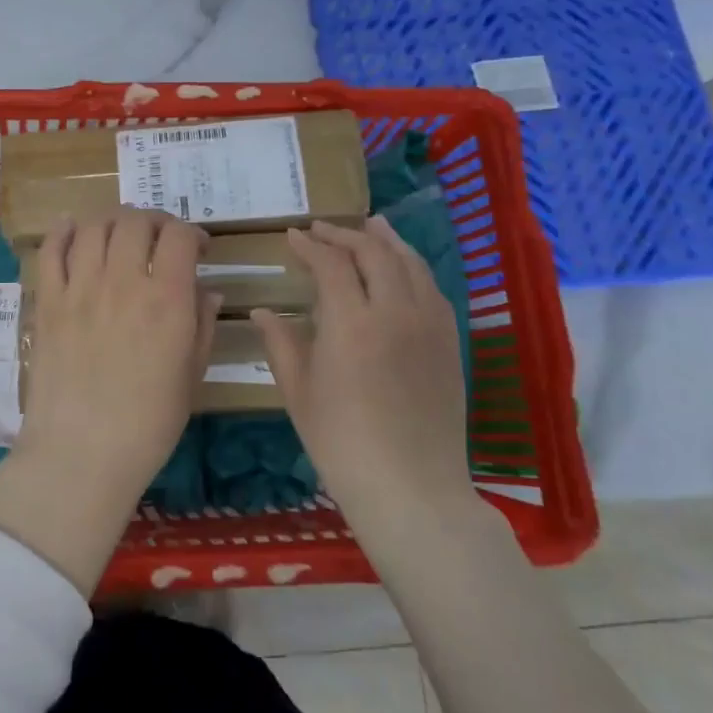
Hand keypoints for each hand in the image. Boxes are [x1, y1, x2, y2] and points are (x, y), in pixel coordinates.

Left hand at [0, 209, 218, 592]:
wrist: (81, 453)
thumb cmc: (148, 424)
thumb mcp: (191, 376)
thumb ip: (202, 325)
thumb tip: (208, 291)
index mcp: (166, 300)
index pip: (180, 236)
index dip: (192, 233)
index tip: (197, 248)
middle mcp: (122, 281)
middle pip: (136, 221)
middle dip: (154, 221)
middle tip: (159, 237)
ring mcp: (80, 288)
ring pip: (94, 226)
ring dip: (113, 220)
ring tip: (120, 232)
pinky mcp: (47, 301)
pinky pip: (51, 250)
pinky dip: (63, 231)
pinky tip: (72, 227)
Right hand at [252, 217, 472, 524]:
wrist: (411, 488)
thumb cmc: (341, 443)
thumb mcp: (298, 392)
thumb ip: (281, 343)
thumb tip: (263, 311)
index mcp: (351, 323)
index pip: (331, 264)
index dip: (310, 245)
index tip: (292, 237)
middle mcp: (395, 311)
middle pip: (373, 251)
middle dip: (344, 235)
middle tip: (321, 230)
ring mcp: (429, 324)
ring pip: (409, 263)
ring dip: (385, 240)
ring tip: (370, 225)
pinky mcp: (450, 342)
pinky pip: (432, 288)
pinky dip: (412, 267)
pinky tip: (402, 269)